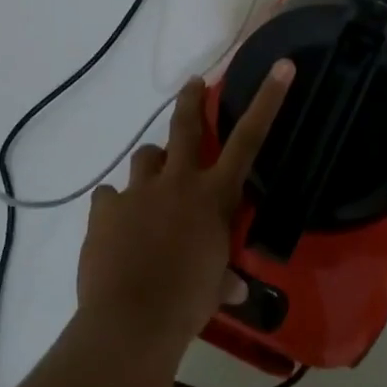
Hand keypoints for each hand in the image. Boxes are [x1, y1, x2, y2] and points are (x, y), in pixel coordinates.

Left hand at [77, 63, 295, 348]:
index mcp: (214, 196)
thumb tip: (234, 287)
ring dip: (152, 166)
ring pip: (145, 157)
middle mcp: (178, 181)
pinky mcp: (105, 208)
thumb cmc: (187, 304)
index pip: (249, 139)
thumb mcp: (214, 288)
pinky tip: (116, 226)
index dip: (268, 100)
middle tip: (193, 84)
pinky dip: (115, 206)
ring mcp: (138, 191)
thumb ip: (224, 278)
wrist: (131, 321)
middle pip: (185, 126)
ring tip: (150, 186)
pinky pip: (109, 196)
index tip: (281, 65)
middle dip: (191, 100)